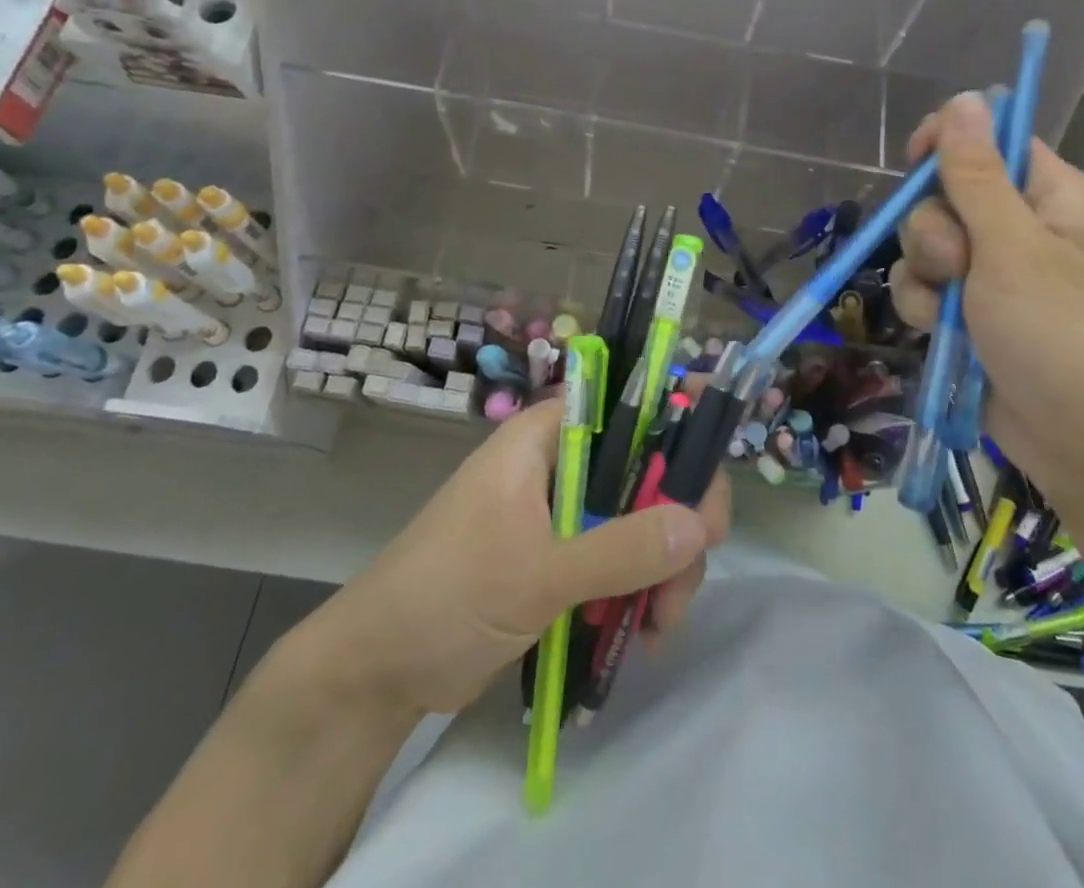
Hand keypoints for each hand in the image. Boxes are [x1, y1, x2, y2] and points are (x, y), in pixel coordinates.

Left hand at [289, 397, 731, 715]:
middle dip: (676, 520)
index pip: (629, 407)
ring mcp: (563, 514)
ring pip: (640, 520)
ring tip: (661, 625)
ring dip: (663, 568)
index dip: (678, 427)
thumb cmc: (446, 597)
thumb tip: (699, 525)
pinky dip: (640, 591)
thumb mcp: (537, 574)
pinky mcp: (563, 559)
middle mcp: (561, 464)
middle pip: (645, 470)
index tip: (708, 478)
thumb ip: (620, 549)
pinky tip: (645, 633)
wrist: (375, 675)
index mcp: (548, 437)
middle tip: (693, 569)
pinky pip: (621, 560)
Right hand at [890, 91, 1083, 516]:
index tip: (916, 159)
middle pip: (947, 194)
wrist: (1077, 445)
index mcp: (1052, 197)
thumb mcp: (1013, 249)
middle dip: (935, 230)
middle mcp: (1021, 227)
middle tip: (958, 265)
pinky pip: (926, 286)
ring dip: (925, 275)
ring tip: (952, 312)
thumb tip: (966, 98)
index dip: (952, 142)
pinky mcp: (970, 310)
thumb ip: (977, 175)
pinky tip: (942, 333)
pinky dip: (926, 307)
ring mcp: (993, 272)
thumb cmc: (1059, 336)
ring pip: (926, 243)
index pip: (994, 140)